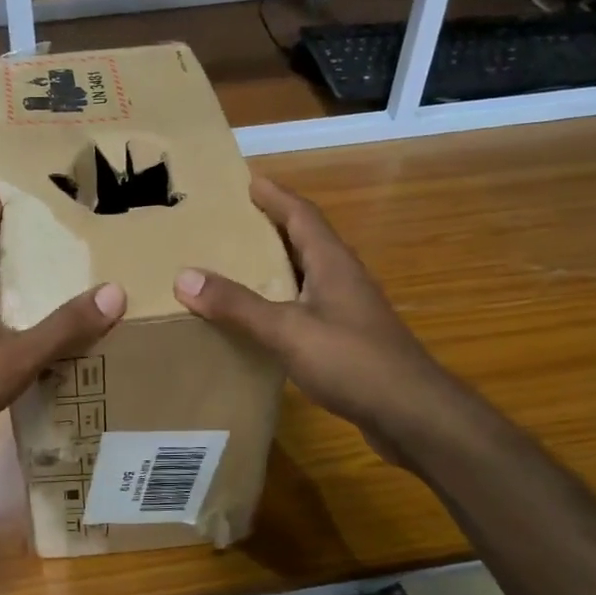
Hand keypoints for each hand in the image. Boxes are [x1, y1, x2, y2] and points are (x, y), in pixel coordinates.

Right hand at [173, 176, 451, 465]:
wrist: (411, 414)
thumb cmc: (353, 362)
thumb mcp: (288, 330)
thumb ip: (238, 305)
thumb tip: (184, 276)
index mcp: (332, 263)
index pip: (302, 215)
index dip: (275, 195)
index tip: (246, 180)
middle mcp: (342, 278)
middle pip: (304, 240)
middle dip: (270, 227)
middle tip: (230, 222)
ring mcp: (348, 310)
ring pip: (305, 275)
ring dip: (274, 266)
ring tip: (234, 266)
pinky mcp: (347, 340)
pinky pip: (306, 307)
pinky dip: (280, 302)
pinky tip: (259, 319)